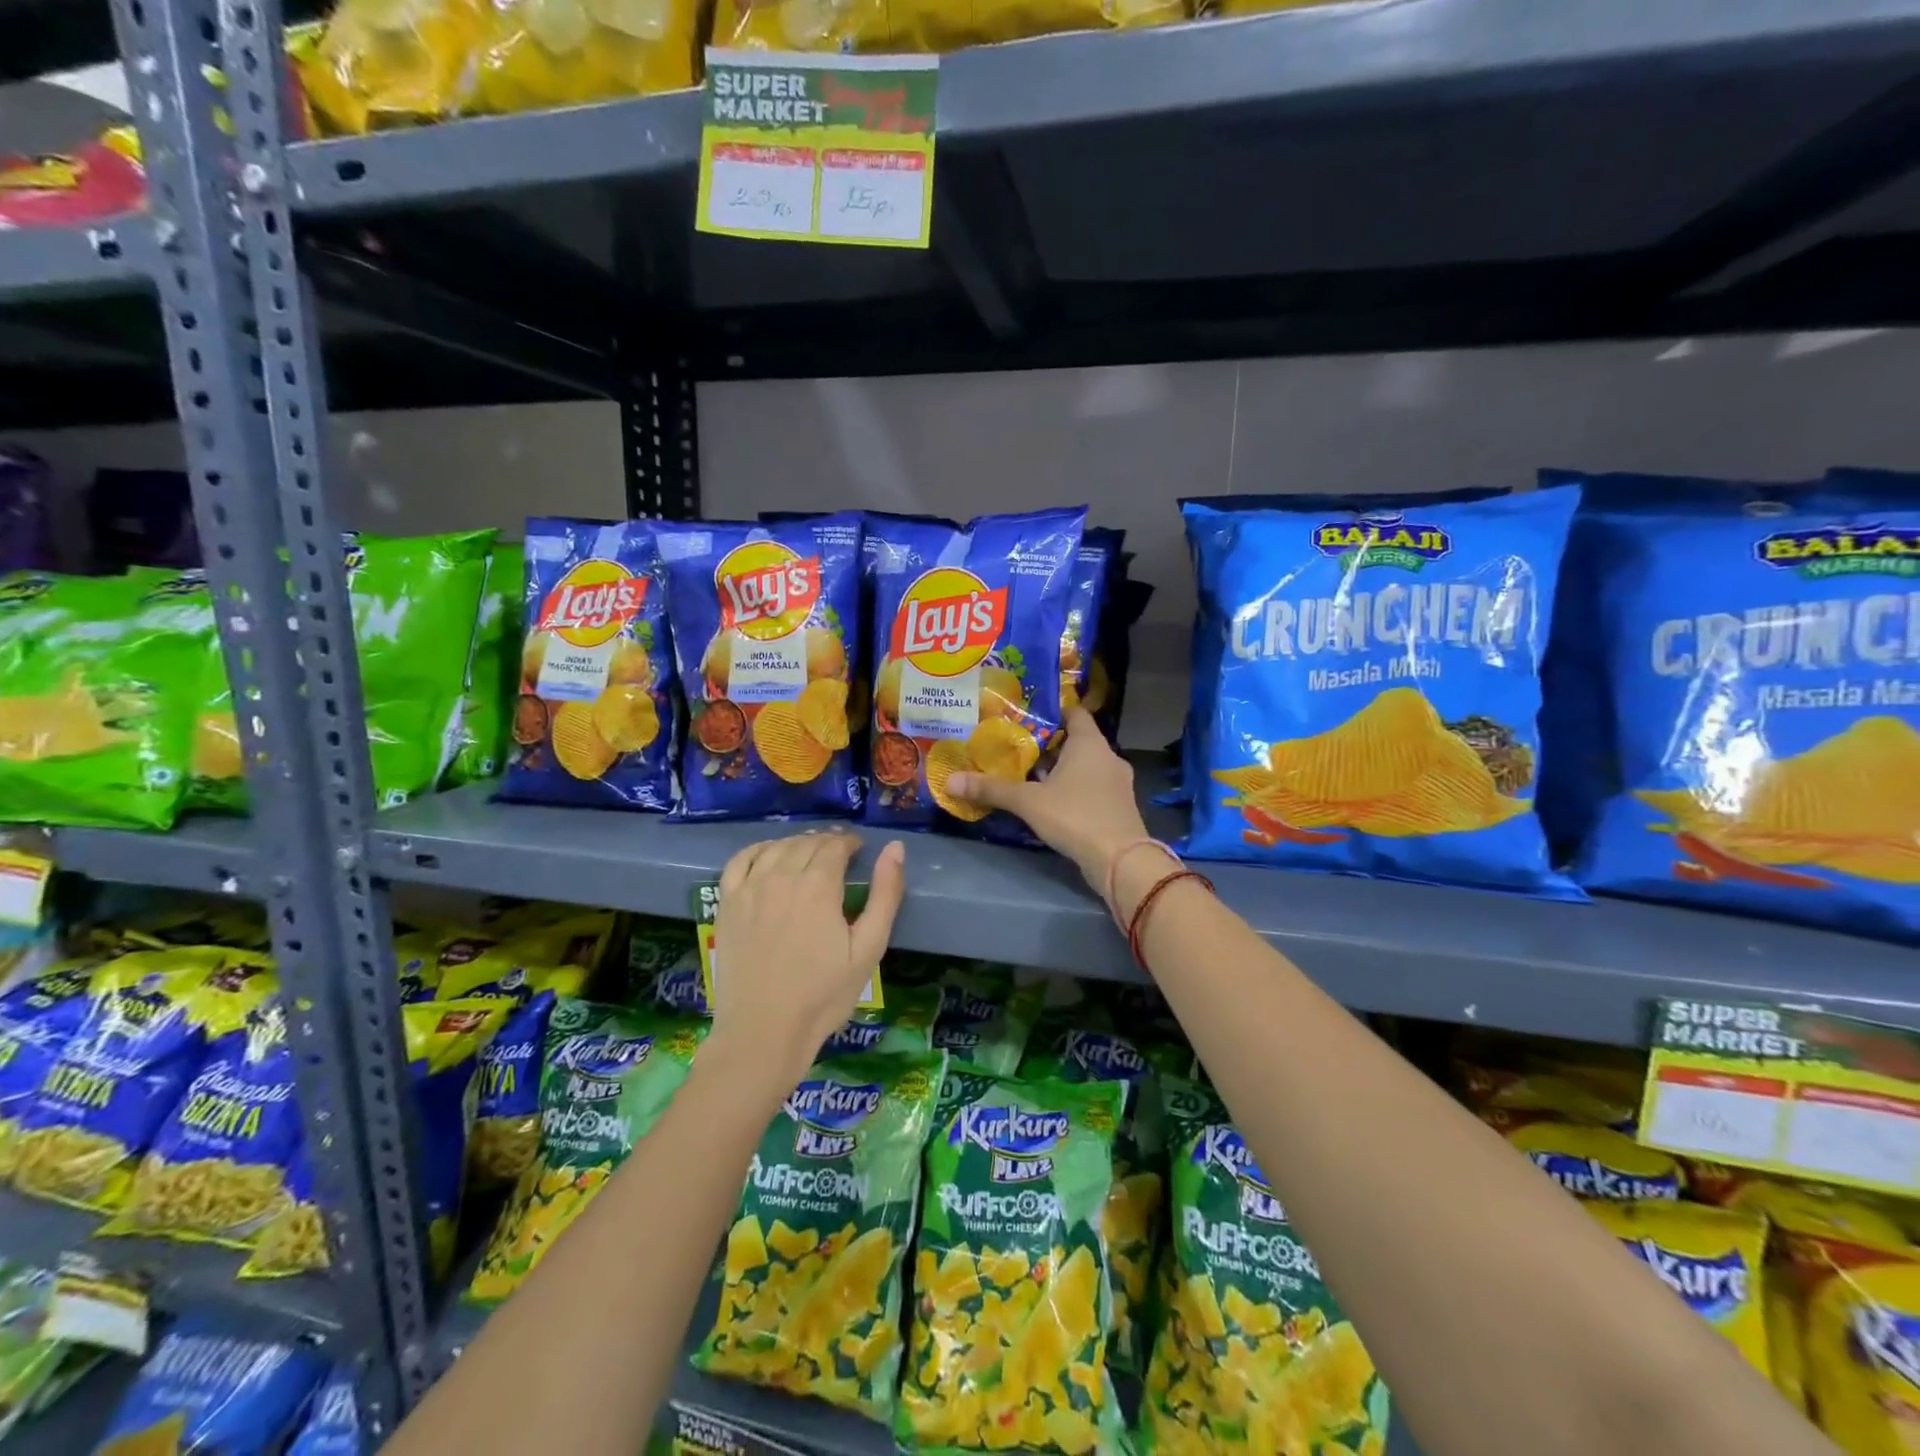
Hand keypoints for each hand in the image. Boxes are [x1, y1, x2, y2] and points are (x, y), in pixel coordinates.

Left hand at [710, 831, 905, 1090]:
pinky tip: (769, 857)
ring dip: (797, 843)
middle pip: (807, 842)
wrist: (764, 1032)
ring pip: (777, 847)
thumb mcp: (868, 948)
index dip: (850, 842)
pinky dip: (759, 850)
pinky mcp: (727, 903)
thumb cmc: (824, 995)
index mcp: (818, 886)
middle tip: (840, 854)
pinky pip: (741, 860)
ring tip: (810, 855)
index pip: (835, 845)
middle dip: (827, 842)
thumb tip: (895, 848)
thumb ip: (885, 894)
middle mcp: (781, 877)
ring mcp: (749, 888)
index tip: (859, 850)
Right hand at [945, 708, 1150, 895]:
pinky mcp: (1119, 807)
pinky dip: (1074, 789)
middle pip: (1078, 740)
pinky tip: (1052, 802)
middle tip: (1019, 748)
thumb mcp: (1028, 802)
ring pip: (1086, 766)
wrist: (1120, 860)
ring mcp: (1118, 783)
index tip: (1027, 716)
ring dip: (1062, 770)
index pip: (1074, 713)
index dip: (1053, 711)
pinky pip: (1093, 788)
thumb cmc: (1075, 816)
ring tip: (1030, 775)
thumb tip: (950, 781)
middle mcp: (1108, 756)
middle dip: (1050, 744)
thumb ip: (991, 789)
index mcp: (1090, 743)